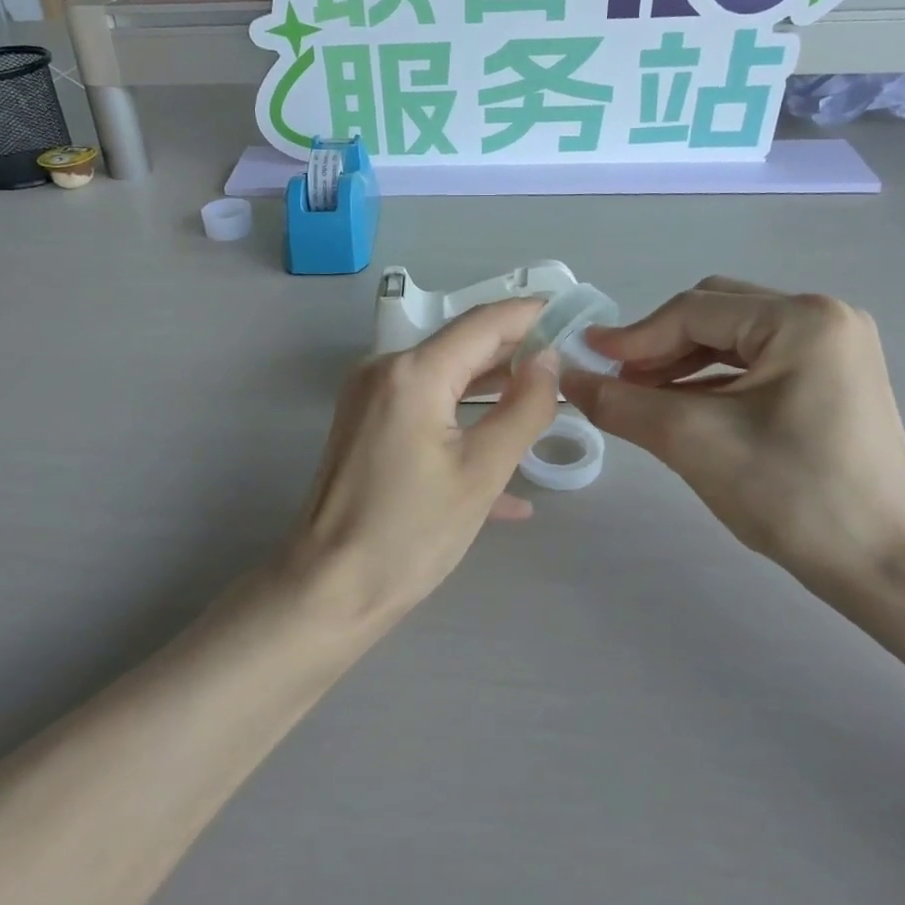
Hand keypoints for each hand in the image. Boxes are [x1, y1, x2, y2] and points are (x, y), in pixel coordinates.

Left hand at [286, 298, 560, 625]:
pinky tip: (502, 464)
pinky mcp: (366, 425)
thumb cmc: (410, 533)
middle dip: (516, 353)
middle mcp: (384, 370)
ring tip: (546, 403)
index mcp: (412, 372)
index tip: (576, 317)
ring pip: (445, 379)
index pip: (485, 322)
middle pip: (462, 347)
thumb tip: (549, 359)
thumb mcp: (482, 472)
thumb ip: (524, 408)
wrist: (329, 590)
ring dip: (492, 389)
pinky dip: (462, 424)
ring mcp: (369, 398)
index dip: (533, 315)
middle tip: (571, 365)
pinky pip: (424, 409)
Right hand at [562, 277, 904, 602]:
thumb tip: (565, 378)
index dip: (632, 337)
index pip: (693, 310)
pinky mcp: (832, 379)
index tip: (585, 362)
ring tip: (642, 400)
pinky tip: (682, 410)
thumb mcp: (693, 442)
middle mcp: (823, 318)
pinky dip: (711, 381)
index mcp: (802, 318)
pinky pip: (754, 364)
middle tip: (617, 385)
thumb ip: (621, 403)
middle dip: (658, 347)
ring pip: (731, 339)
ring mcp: (833, 348)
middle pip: (713, 314)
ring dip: (681, 364)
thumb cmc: (793, 495)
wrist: (888, 568)